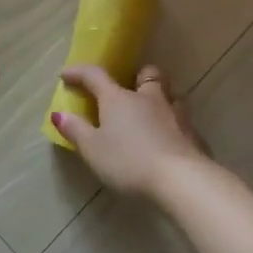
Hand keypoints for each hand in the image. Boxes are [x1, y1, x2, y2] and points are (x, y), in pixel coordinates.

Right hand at [53, 64, 208, 200]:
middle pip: (147, 74)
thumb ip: (76, 130)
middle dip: (138, 77)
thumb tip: (59, 114)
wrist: (181, 179)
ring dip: (161, 99)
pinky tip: (170, 142)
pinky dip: (174, 127)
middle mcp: (148, 98)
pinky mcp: (193, 135)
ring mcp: (175, 114)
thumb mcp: (93, 150)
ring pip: (170, 95)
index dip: (78, 73)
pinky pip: (183, 122)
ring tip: (152, 114)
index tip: (66, 75)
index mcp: (119, 98)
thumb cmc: (129, 161)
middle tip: (130, 89)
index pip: (95, 75)